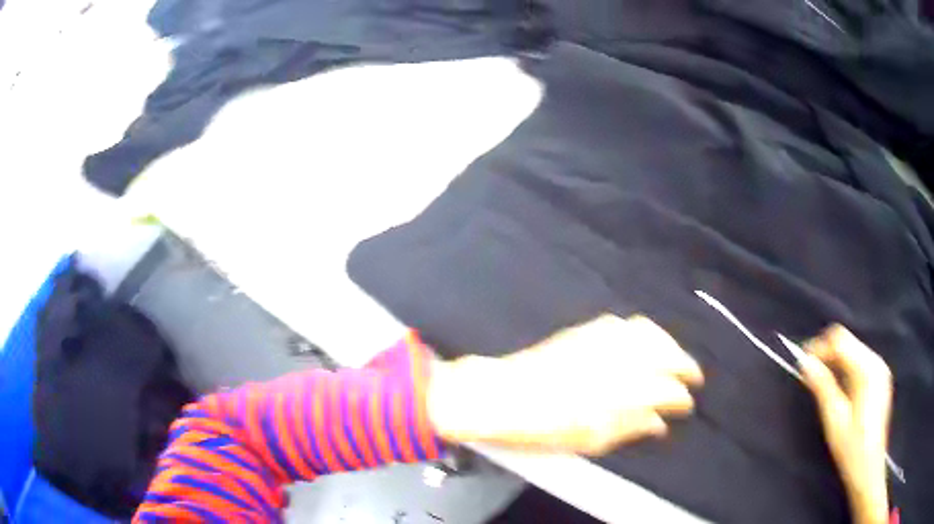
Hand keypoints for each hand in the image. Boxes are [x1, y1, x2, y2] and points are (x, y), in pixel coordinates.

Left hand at [428, 315, 703, 454]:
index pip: (668, 390)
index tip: (687, 404)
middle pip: (666, 353)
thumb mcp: (591, 440)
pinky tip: (645, 342)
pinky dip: (644, 332)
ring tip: (674, 358)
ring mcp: (604, 339)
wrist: (502, 395)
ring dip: (668, 344)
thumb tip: (659, 424)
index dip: (681, 398)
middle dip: (684, 364)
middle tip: (691, 377)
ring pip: (650, 333)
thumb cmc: (546, 427)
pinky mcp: (587, 329)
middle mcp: (621, 358)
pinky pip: (626, 324)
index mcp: (625, 391)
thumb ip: (631, 427)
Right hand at [800, 326, 891, 523]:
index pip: (841, 341)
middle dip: (827, 352)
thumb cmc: (852, 448)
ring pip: (854, 350)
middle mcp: (877, 362)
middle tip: (809, 372)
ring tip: (820, 380)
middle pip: (849, 342)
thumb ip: (822, 387)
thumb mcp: (835, 420)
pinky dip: (846, 368)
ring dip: (836, 361)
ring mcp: (881, 369)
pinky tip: (838, 387)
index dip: (820, 346)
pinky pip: (860, 362)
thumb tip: (805, 362)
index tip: (802, 361)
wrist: (869, 469)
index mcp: (868, 370)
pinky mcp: (881, 378)